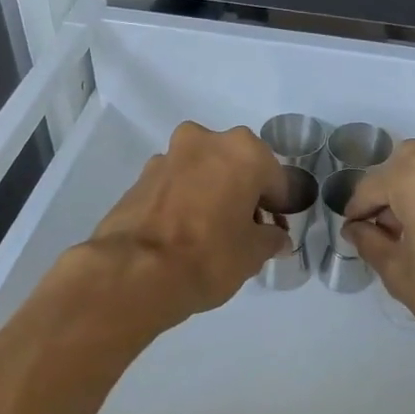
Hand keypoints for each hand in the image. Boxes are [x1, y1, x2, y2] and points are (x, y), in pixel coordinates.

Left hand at [82, 121, 289, 329]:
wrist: (135, 272)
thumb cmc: (208, 256)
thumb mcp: (253, 254)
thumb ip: (270, 239)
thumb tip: (276, 238)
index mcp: (242, 151)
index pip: (275, 178)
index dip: (279, 207)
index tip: (276, 231)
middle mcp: (205, 141)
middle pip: (236, 166)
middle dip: (243, 193)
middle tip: (244, 229)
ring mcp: (168, 156)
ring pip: (203, 172)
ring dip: (211, 193)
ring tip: (211, 233)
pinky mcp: (140, 177)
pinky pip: (176, 185)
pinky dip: (184, 201)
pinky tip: (183, 233)